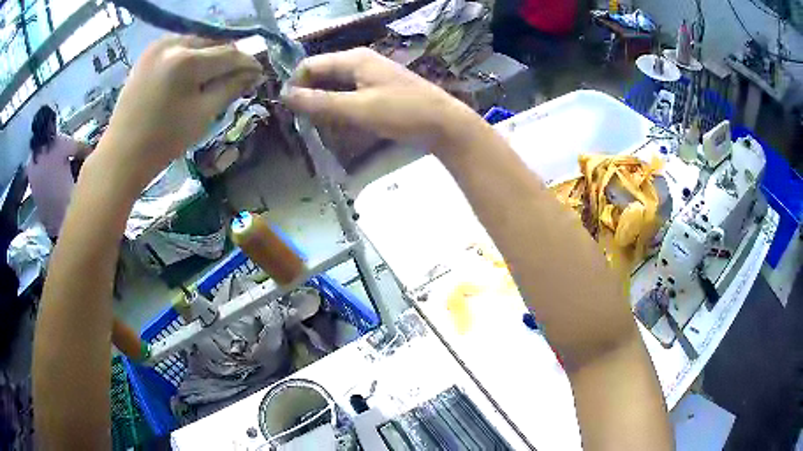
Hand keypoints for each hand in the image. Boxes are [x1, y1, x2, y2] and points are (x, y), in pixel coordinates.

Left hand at [102, 36, 262, 185]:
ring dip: (208, 57)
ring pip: (195, 44)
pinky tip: (191, 74)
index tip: (260, 73)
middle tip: (237, 76)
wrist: (122, 156)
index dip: (247, 63)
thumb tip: (253, 74)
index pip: (228, 54)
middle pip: (212, 44)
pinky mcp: (146, 55)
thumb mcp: (202, 115)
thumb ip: (230, 88)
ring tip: (214, 76)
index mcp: (187, 61)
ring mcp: (156, 47)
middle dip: (226, 59)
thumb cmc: (163, 141)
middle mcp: (172, 44)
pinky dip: (189, 58)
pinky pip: (177, 48)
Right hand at [282, 48, 478, 145]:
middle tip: (302, 122)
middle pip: (322, 74)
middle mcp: (360, 61)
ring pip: (334, 86)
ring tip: (318, 125)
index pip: (311, 65)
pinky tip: (338, 123)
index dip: (295, 84)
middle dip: (308, 95)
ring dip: (323, 104)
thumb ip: (320, 102)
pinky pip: (348, 94)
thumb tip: (285, 95)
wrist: (444, 123)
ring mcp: (370, 75)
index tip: (286, 110)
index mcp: (353, 59)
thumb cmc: (402, 112)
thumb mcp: (357, 108)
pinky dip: (339, 107)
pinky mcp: (378, 89)